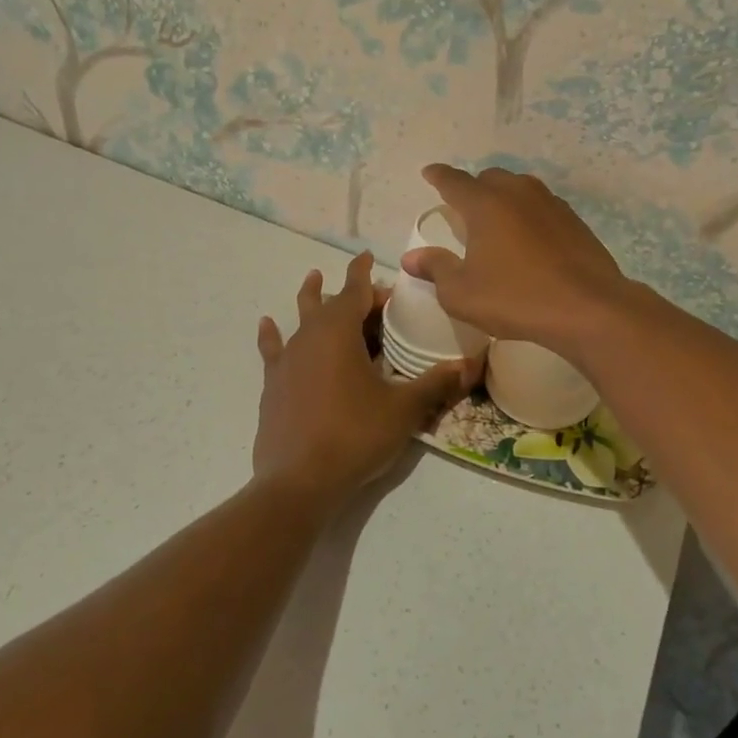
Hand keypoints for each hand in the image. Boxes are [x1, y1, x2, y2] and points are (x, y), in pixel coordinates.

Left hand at [253, 251, 480, 509]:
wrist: (299, 481)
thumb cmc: (355, 435)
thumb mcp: (404, 409)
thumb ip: (436, 383)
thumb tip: (471, 364)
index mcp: (340, 332)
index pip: (356, 291)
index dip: (366, 274)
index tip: (370, 256)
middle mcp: (309, 336)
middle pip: (331, 303)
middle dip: (351, 294)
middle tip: (372, 298)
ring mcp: (287, 360)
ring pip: (300, 319)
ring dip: (311, 299)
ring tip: (313, 279)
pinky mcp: (273, 384)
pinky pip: (274, 349)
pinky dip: (272, 334)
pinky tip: (266, 323)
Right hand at [399, 165, 632, 352]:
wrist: (588, 307)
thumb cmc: (517, 298)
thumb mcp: (463, 293)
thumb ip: (436, 269)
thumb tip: (411, 257)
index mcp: (485, 204)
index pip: (454, 181)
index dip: (438, 176)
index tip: (429, 172)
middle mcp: (517, 193)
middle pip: (489, 179)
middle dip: (473, 189)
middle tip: (464, 210)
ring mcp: (550, 203)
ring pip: (519, 188)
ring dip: (503, 198)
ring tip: (497, 223)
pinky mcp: (573, 220)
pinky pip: (541, 206)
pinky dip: (528, 214)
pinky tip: (529, 239)